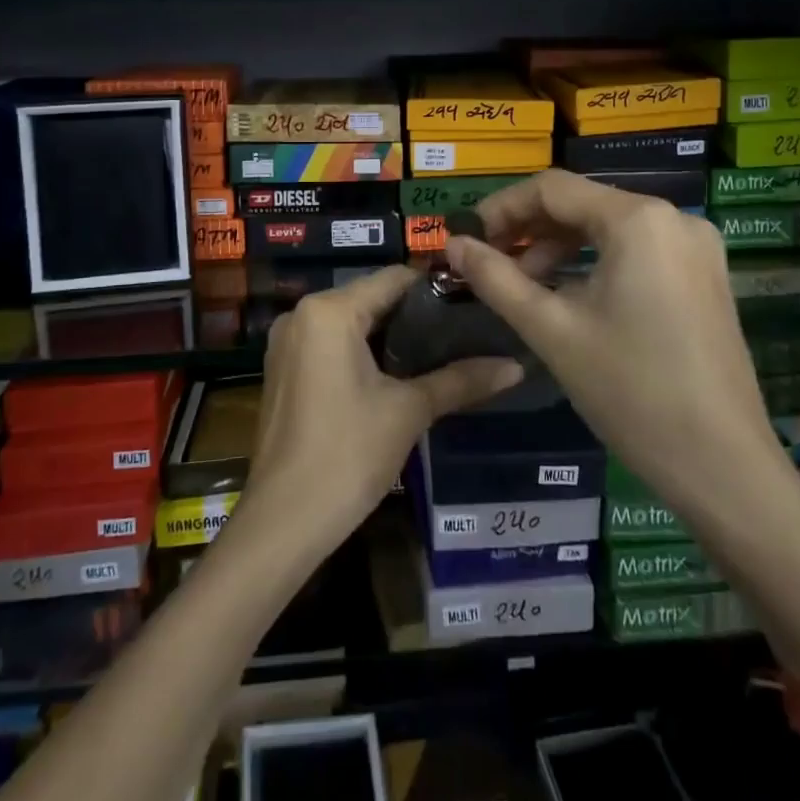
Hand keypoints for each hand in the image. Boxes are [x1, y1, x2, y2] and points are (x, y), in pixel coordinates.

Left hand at [242, 265, 523, 556]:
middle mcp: (302, 314)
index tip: (473, 304)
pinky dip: (363, 352)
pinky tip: (398, 374)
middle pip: (372, 298)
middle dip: (416, 315)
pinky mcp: (283, 369)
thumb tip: (516, 366)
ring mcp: (287, 342)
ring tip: (441, 352)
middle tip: (464, 332)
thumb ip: (461, 380)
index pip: (394, 279)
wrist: (283, 522)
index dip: (436, 289)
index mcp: (330, 311)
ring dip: (391, 335)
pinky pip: (331, 344)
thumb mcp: (409, 411)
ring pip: (351, 322)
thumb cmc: (347, 454)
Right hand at [444, 170, 796, 528]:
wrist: (723, 466)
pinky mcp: (704, 275)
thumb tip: (453, 244)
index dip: (501, 208)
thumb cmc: (630, 390)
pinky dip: (595, 261)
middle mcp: (673, 217)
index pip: (552, 189)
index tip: (466, 239)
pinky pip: (637, 250)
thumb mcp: (551, 330)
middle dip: (530, 230)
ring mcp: (695, 247)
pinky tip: (569, 294)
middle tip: (488, 263)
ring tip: (523, 284)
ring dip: (560, 247)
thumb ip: (496, 278)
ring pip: (609, 227)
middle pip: (582, 204)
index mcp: (637, 219)